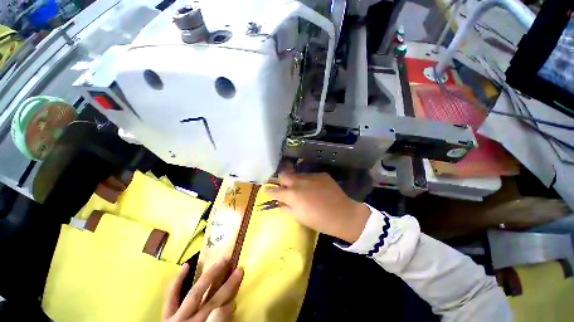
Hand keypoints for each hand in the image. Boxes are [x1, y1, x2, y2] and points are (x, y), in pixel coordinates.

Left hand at [162, 261, 242, 321]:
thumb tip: (228, 307)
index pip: (219, 316)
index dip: (229, 307)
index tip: (236, 301)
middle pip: (211, 302)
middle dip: (227, 285)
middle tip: (239, 269)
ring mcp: (175, 318)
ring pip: (195, 294)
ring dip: (210, 276)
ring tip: (223, 261)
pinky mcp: (165, 316)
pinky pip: (170, 297)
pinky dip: (177, 281)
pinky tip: (186, 266)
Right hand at [265, 170, 370, 242]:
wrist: (343, 214)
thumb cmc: (319, 220)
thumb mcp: (299, 217)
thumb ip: (286, 207)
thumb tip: (280, 202)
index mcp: (292, 194)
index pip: (275, 190)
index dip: (269, 190)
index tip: (266, 189)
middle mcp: (299, 182)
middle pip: (284, 175)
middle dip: (281, 180)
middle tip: (285, 187)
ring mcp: (311, 176)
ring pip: (297, 175)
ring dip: (296, 181)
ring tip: (302, 189)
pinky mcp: (321, 174)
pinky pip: (310, 176)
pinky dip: (309, 181)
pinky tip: (315, 188)